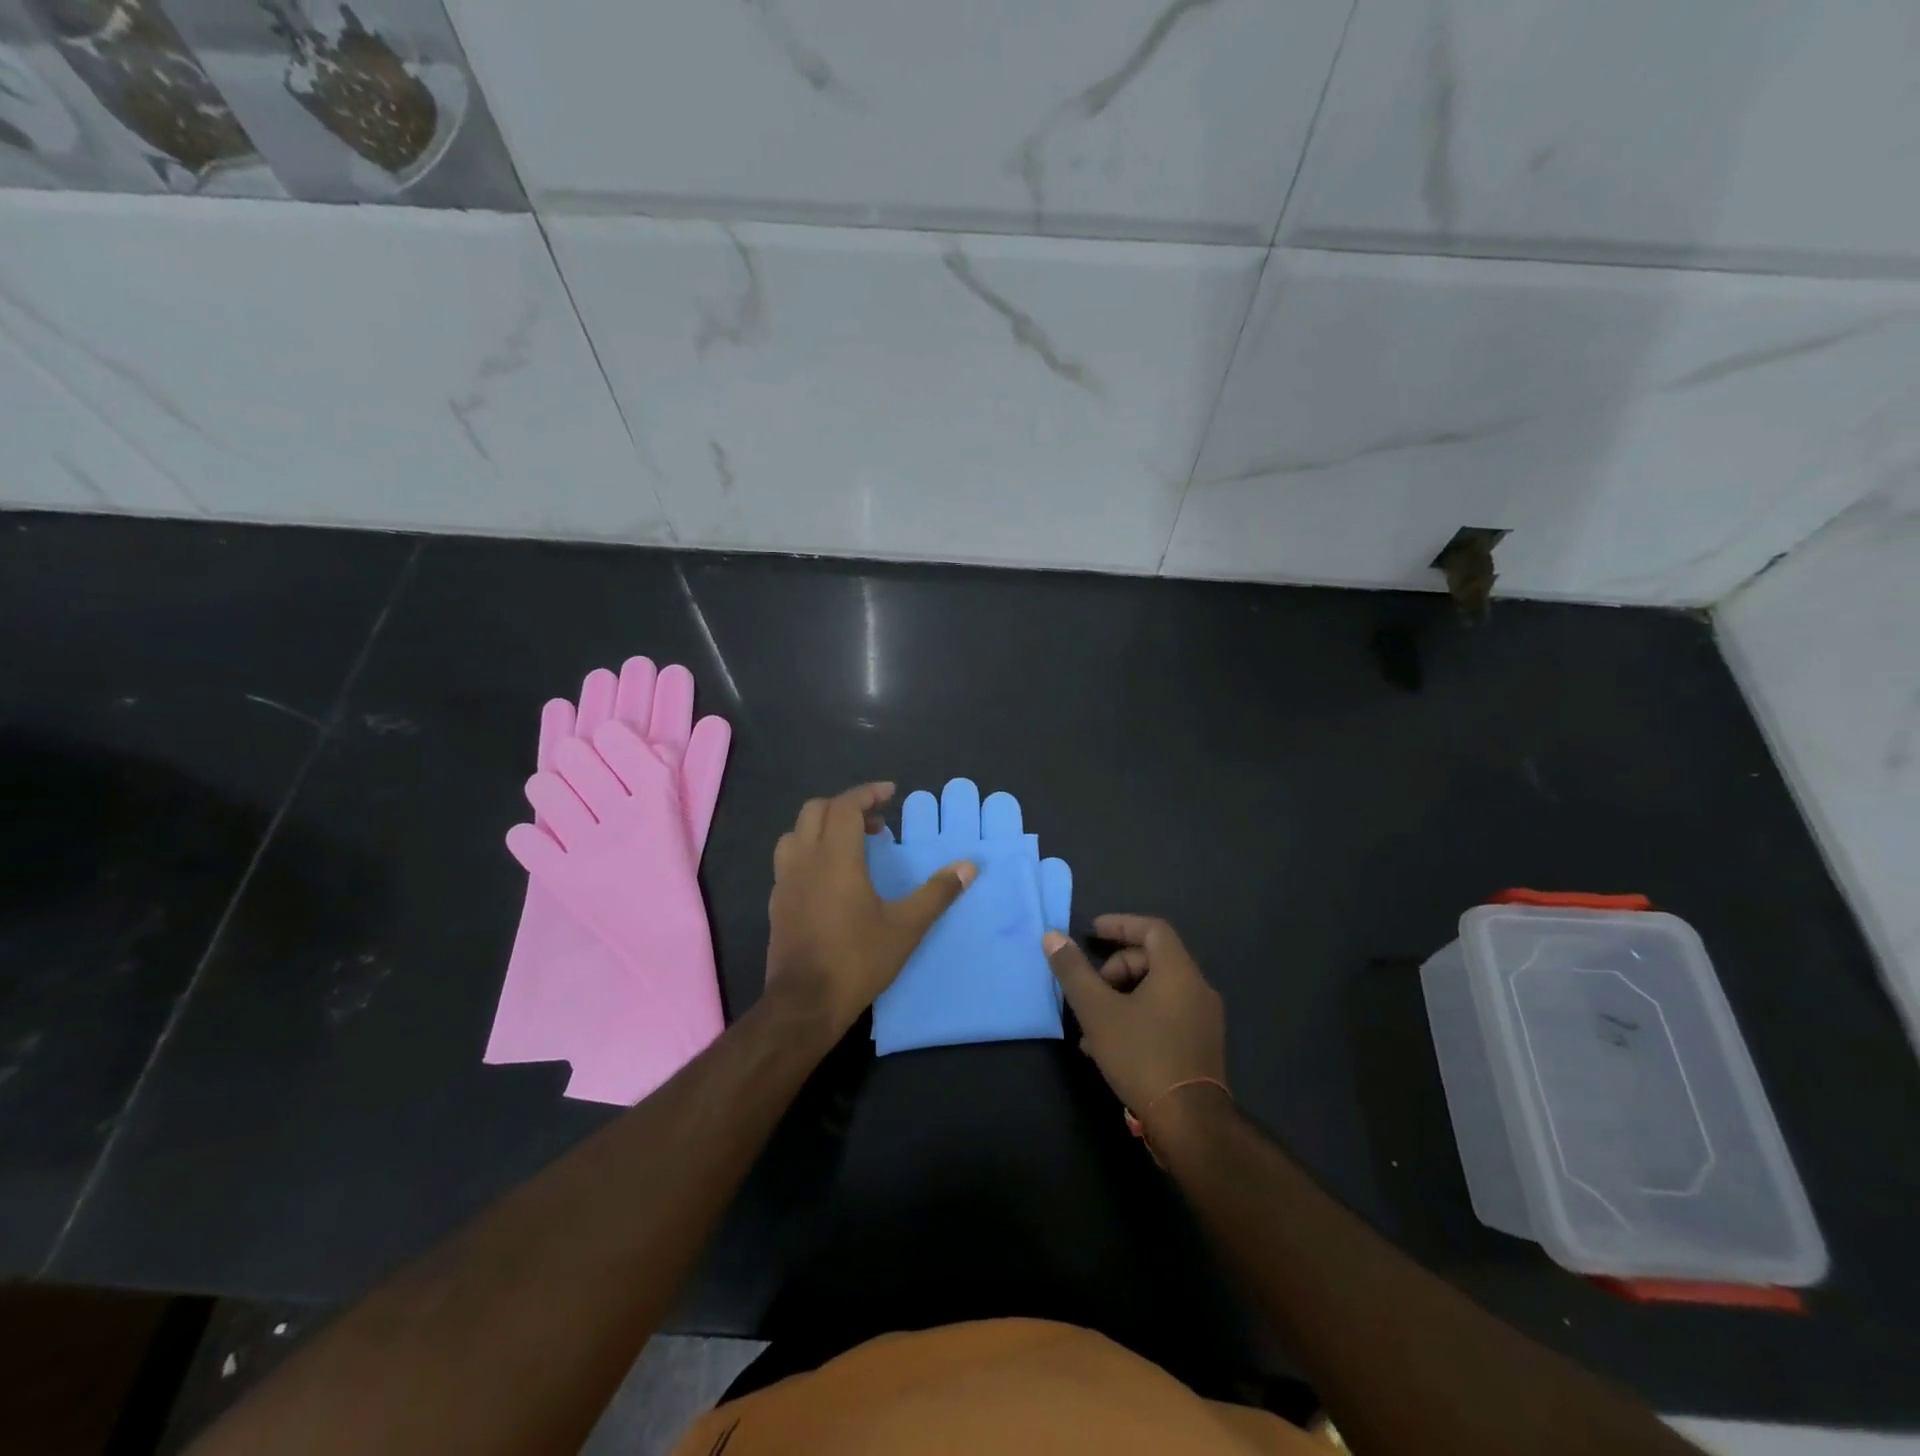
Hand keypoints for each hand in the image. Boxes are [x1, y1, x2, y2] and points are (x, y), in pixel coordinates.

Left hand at [767, 783, 975, 1035]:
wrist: (804, 1004)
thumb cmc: (857, 960)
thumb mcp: (906, 927)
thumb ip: (937, 893)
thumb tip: (969, 866)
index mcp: (835, 858)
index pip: (845, 806)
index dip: (867, 793)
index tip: (890, 793)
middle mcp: (804, 860)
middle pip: (816, 810)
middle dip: (846, 807)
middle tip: (876, 824)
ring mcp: (784, 881)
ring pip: (797, 833)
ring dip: (823, 827)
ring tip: (851, 846)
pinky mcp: (776, 902)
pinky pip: (789, 859)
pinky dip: (810, 851)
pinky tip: (829, 878)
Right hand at [1044, 916, 1226, 1128]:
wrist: (1190, 1123)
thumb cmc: (1142, 1056)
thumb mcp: (1098, 1012)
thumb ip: (1074, 971)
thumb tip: (1052, 936)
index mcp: (1178, 971)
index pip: (1152, 928)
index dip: (1120, 924)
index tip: (1092, 932)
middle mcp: (1197, 988)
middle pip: (1153, 959)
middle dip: (1116, 969)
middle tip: (1090, 990)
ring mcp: (1203, 1019)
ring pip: (1156, 991)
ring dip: (1121, 997)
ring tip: (1090, 1025)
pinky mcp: (1201, 1045)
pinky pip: (1165, 1014)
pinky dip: (1137, 1016)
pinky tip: (1108, 1047)